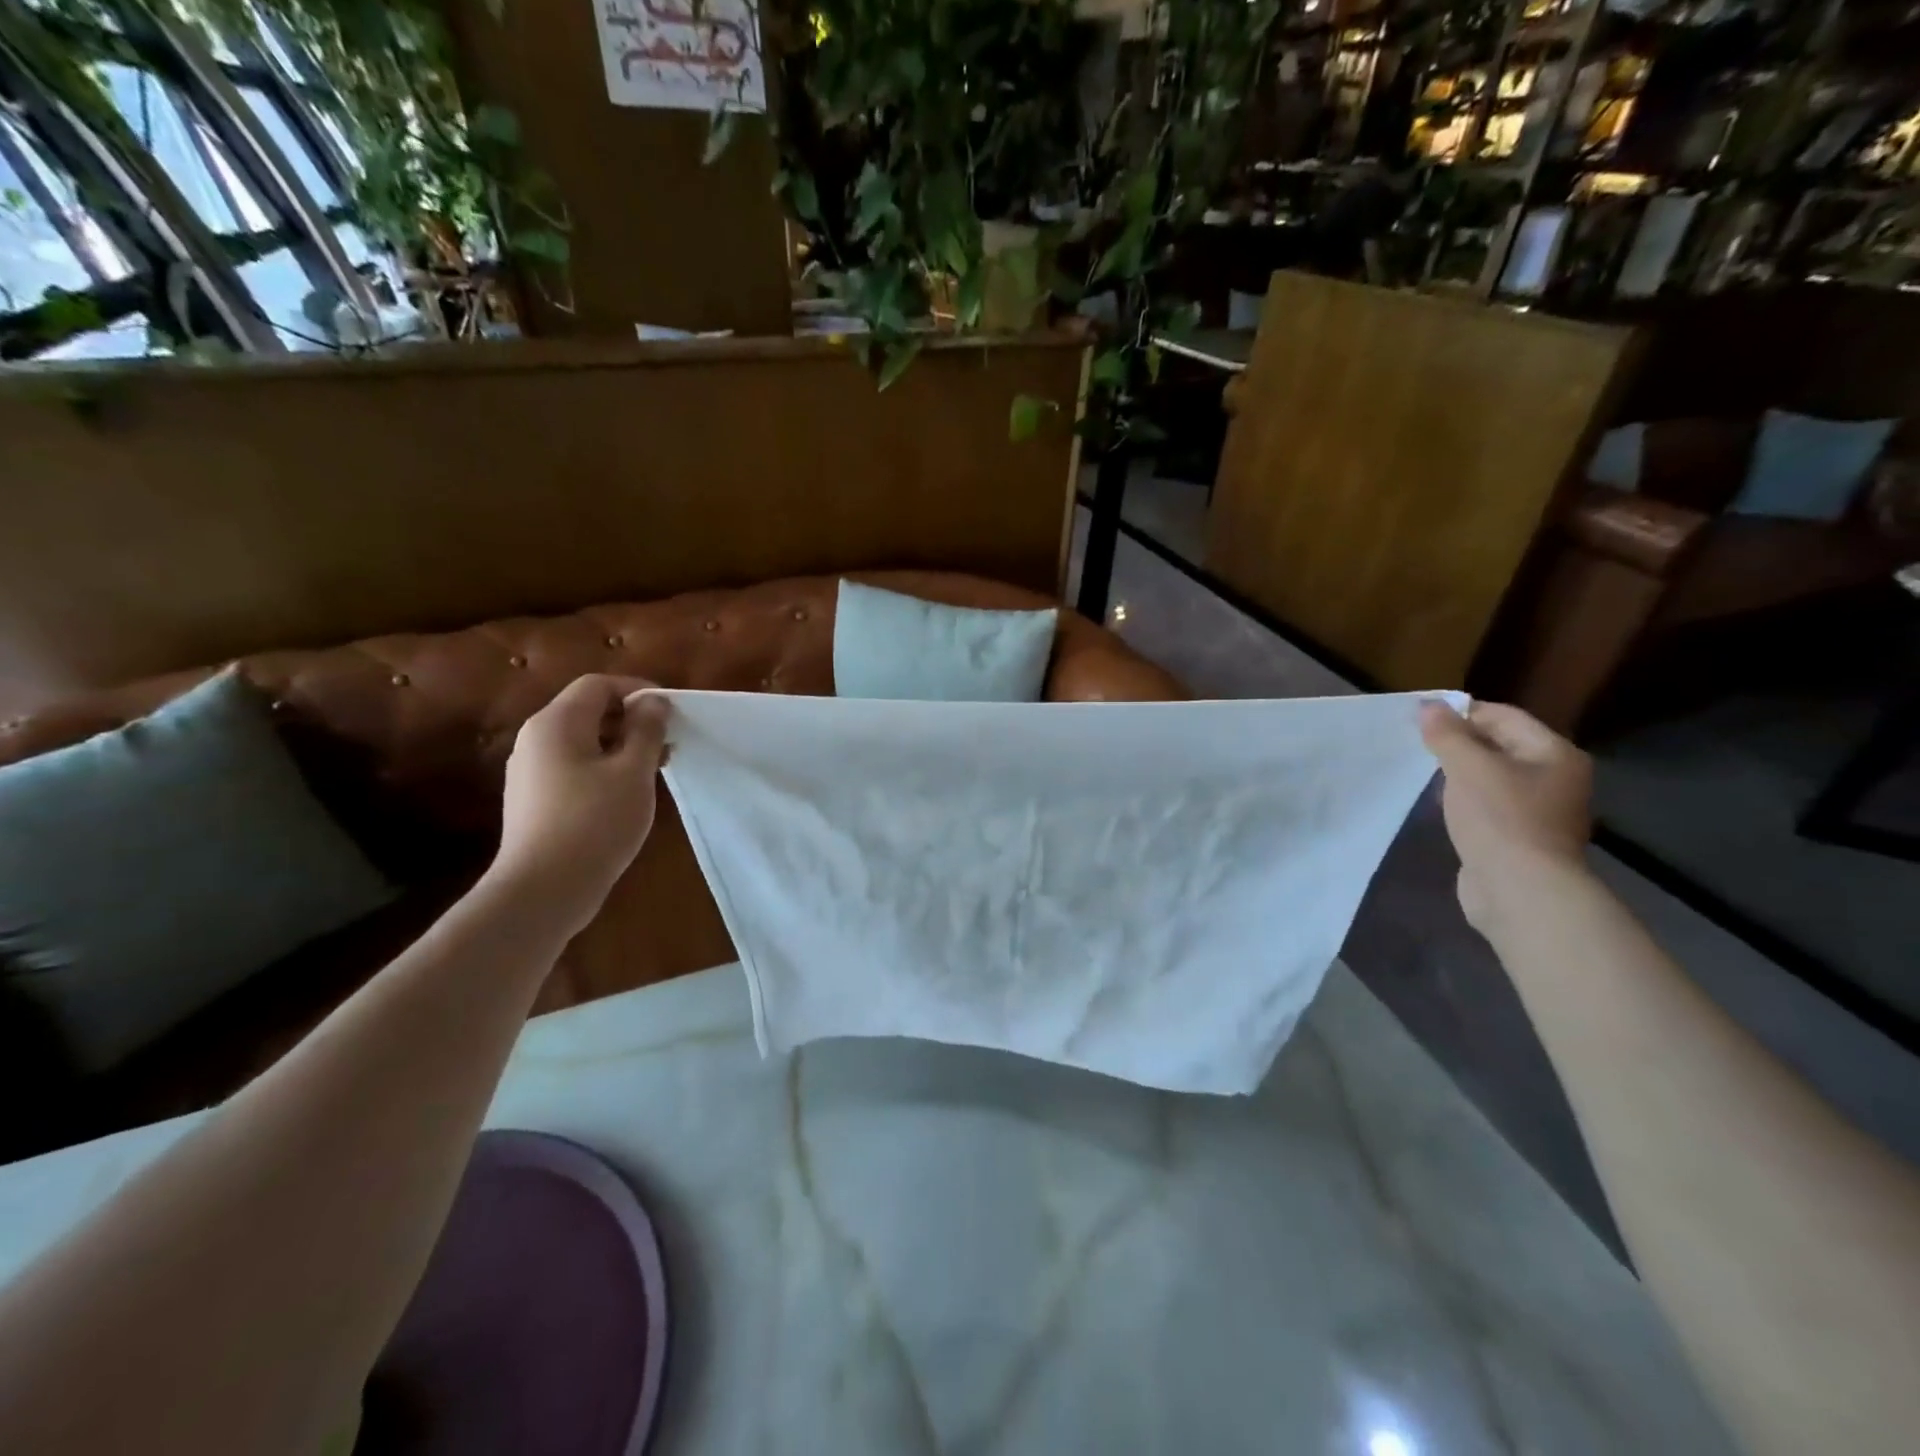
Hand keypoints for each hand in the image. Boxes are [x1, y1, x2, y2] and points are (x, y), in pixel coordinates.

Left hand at [489, 675, 669, 936]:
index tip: (671, 713)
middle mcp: (536, 738)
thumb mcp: (633, 772)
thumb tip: (653, 702)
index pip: (598, 685)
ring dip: (621, 746)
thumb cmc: (595, 823)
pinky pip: (573, 766)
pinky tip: (626, 794)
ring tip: (655, 770)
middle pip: (588, 710)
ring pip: (583, 741)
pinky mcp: (534, 798)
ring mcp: (530, 770)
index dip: (637, 691)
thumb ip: (646, 731)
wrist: (543, 889)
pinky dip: (604, 768)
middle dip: (632, 720)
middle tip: (668, 743)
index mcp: (556, 723)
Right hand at [1418, 700, 1592, 933]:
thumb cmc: (1500, 819)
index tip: (1419, 719)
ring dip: (1459, 774)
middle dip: (1458, 743)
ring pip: (1491, 778)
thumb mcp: (1468, 768)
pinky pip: (1487, 806)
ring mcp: (1539, 811)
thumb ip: (1447, 734)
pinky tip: (1441, 807)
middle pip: (1499, 746)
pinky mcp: (1519, 838)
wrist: (1520, 891)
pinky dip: (1464, 801)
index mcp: (1554, 754)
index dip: (1461, 712)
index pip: (1504, 716)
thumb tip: (1428, 705)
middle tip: (1417, 745)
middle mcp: (1555, 778)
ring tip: (1423, 774)